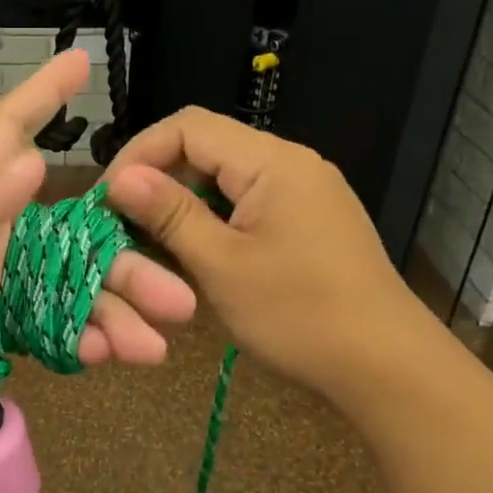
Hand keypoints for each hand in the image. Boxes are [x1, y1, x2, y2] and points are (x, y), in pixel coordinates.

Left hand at [0, 50, 196, 462]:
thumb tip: (33, 161)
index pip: (4, 135)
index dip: (41, 97)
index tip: (79, 62)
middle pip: (68, 234)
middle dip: (121, 255)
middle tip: (176, 286)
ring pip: (71, 289)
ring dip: (116, 309)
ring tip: (160, 339)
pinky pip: (54, 331)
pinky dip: (87, 340)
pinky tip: (118, 354)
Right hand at [103, 107, 430, 396]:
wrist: (386, 366)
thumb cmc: (299, 316)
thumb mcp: (222, 266)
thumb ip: (170, 215)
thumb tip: (120, 178)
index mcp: (273, 162)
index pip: (188, 127)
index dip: (139, 154)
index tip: (106, 198)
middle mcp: (291, 162)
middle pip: (207, 147)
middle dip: (158, 179)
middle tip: (121, 223)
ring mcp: (305, 191)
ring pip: (225, 177)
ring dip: (183, 202)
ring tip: (149, 241)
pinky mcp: (309, 219)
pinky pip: (247, 201)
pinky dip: (212, 219)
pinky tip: (193, 253)